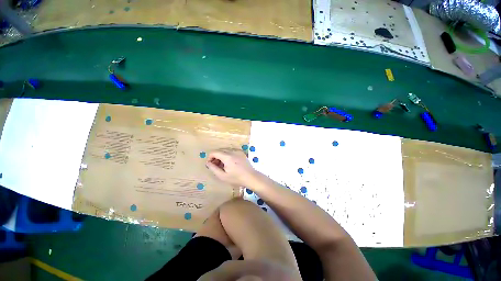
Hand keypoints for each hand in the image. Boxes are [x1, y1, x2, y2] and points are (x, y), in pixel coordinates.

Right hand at [206, 149, 256, 186]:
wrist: (251, 177)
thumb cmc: (236, 178)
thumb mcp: (223, 176)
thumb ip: (213, 168)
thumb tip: (208, 163)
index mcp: (227, 157)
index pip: (215, 152)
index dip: (210, 157)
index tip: (210, 164)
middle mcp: (233, 151)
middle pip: (220, 151)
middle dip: (215, 157)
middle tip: (216, 166)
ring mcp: (238, 151)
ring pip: (226, 151)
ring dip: (221, 157)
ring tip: (223, 166)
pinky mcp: (241, 153)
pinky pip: (232, 152)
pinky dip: (228, 156)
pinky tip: (230, 164)